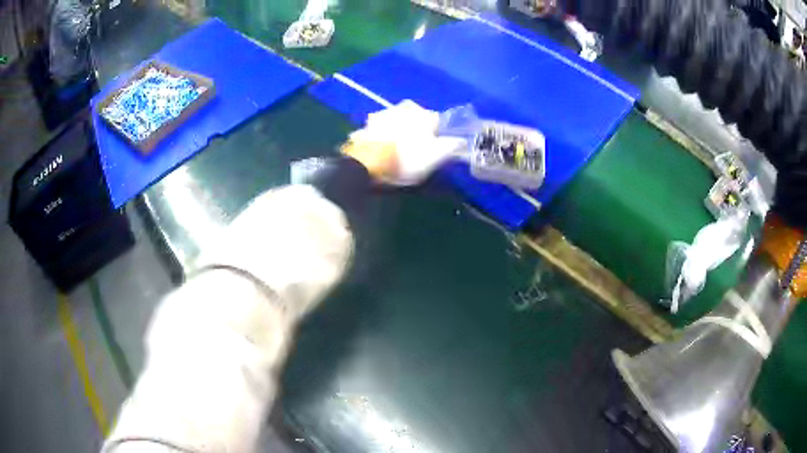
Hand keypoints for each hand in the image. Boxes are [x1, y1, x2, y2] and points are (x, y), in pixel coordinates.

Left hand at [343, 101, 466, 184]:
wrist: (368, 163)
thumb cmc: (408, 158)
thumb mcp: (437, 156)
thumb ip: (452, 146)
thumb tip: (462, 140)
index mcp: (423, 112)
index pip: (438, 122)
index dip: (438, 136)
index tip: (434, 150)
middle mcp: (403, 107)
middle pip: (416, 120)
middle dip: (416, 131)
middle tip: (414, 151)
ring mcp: (382, 114)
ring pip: (396, 122)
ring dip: (397, 132)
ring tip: (395, 153)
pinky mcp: (365, 125)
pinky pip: (378, 131)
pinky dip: (381, 138)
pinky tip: (380, 151)